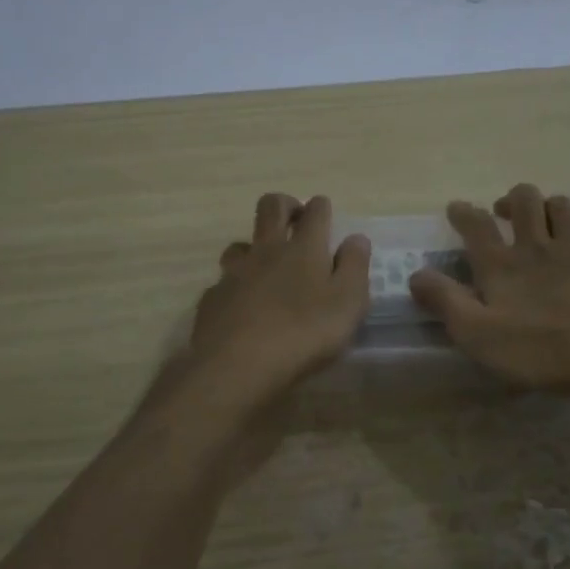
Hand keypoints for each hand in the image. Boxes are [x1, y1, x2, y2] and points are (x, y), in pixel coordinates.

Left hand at [184, 192, 371, 403]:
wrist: (238, 364)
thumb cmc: (304, 333)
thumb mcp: (348, 303)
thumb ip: (354, 267)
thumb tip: (357, 238)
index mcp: (305, 249)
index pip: (315, 212)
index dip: (321, 207)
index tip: (325, 212)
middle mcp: (267, 251)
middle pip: (270, 208)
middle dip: (284, 205)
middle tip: (295, 218)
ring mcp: (234, 272)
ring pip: (241, 243)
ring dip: (254, 246)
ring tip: (265, 266)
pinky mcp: (213, 298)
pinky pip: (224, 281)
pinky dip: (236, 285)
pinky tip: (242, 306)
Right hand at [408, 183, 569, 397]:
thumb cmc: (539, 346)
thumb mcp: (477, 333)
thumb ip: (445, 301)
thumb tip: (416, 275)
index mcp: (502, 264)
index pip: (476, 225)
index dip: (463, 212)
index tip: (456, 207)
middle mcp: (537, 249)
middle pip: (526, 201)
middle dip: (512, 198)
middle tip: (504, 210)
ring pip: (562, 210)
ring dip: (548, 207)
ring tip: (542, 219)